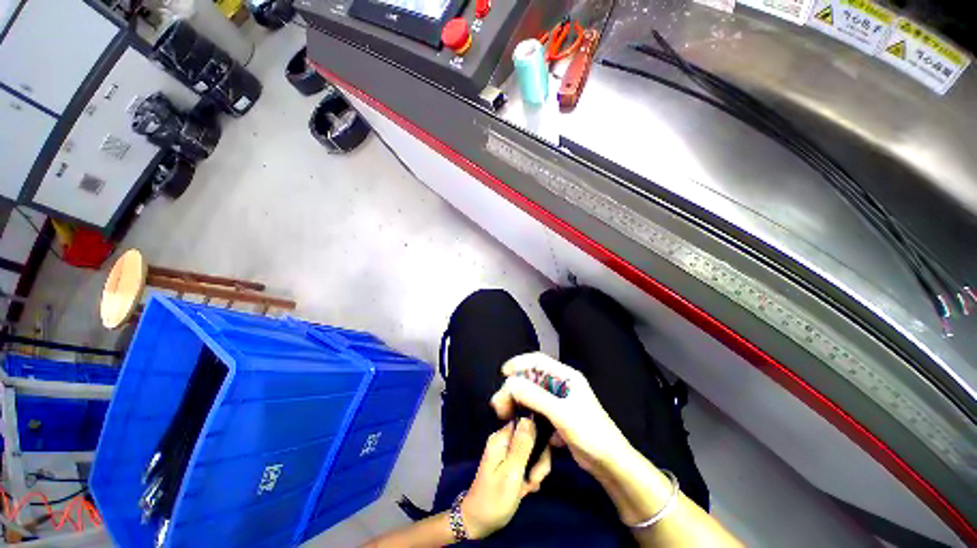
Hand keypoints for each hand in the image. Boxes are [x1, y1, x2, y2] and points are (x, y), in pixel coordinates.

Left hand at [460, 419, 551, 538]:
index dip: (538, 438)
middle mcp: (505, 441)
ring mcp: (508, 453)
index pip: (527, 424)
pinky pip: (528, 463)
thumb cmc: (494, 498)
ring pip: (533, 453)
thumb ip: (522, 445)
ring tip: (530, 486)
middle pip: (532, 439)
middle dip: (539, 459)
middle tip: (535, 479)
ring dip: (536, 470)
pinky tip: (528, 489)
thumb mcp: (512, 472)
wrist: (479, 523)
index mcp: (501, 438)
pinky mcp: (512, 465)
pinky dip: (531, 476)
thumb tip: (529, 417)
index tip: (539, 459)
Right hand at [491, 352, 630, 474]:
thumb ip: (535, 397)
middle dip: (515, 388)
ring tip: (504, 415)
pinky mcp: (558, 416)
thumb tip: (509, 382)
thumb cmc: (590, 434)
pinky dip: (528, 415)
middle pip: (532, 379)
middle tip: (499, 404)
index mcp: (566, 377)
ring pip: (533, 395)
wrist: (611, 464)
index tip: (503, 374)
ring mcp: (560, 401)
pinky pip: (538, 410)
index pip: (538, 361)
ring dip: (519, 402)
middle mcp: (562, 385)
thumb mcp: (561, 414)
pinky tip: (522, 426)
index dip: (519, 363)